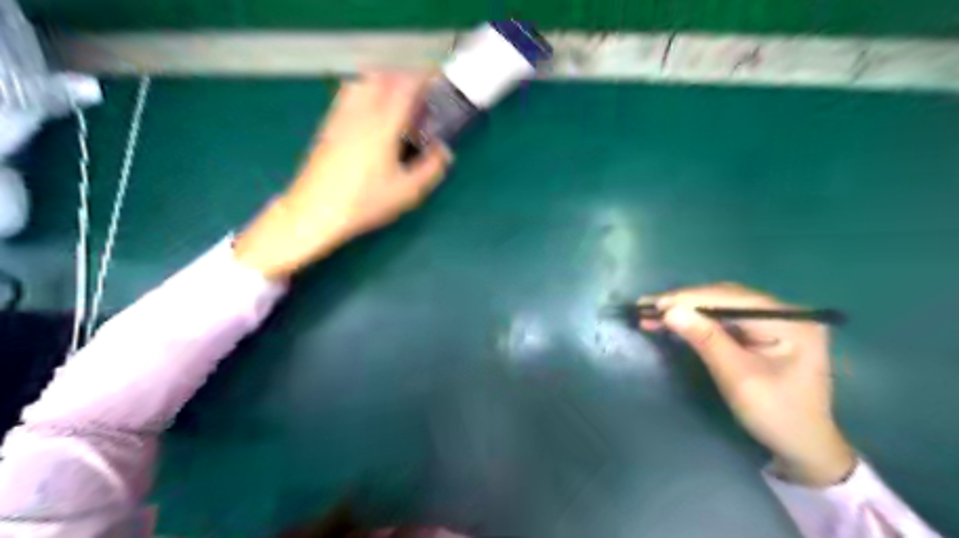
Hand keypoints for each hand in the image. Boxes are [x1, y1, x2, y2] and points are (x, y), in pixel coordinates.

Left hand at [235, 72, 453, 278]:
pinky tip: (370, 114)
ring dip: (382, 82)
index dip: (423, 78)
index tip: (435, 80)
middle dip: (404, 78)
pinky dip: (364, 92)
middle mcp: (361, 113)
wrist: (316, 211)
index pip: (406, 87)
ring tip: (395, 99)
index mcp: (383, 125)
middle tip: (418, 93)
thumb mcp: (407, 192)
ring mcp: (340, 117)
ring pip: (362, 82)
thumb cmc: (364, 202)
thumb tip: (444, 152)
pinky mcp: (327, 126)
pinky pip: (348, 96)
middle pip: (383, 76)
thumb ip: (431, 169)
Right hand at [644, 283, 852, 488]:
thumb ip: (706, 340)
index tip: (654, 304)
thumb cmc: (776, 415)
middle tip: (646, 306)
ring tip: (651, 312)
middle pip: (725, 297)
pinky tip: (672, 320)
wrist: (803, 446)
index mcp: (790, 321)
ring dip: (686, 309)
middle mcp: (784, 313)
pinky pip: (722, 318)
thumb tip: (669, 311)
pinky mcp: (761, 331)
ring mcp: (773, 321)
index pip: (732, 299)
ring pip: (720, 305)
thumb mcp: (738, 378)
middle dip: (684, 301)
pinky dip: (695, 320)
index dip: (690, 299)